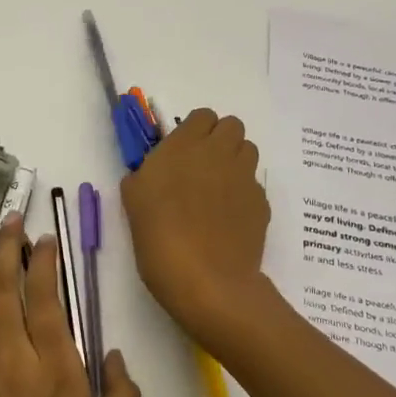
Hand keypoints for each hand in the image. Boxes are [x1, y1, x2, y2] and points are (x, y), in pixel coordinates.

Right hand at [120, 108, 272, 346]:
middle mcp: (219, 153)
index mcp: (184, 146)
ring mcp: (245, 177)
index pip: (202, 116)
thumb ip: (143, 175)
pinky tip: (228, 220)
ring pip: (248, 151)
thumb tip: (151, 173)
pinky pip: (254, 186)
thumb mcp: (133, 201)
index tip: (181, 153)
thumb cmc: (159, 238)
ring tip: (217, 191)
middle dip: (219, 140)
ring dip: (234, 162)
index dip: (194, 131)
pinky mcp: (262, 203)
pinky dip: (243, 194)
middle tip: (201, 168)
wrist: (206, 281)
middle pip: (231, 126)